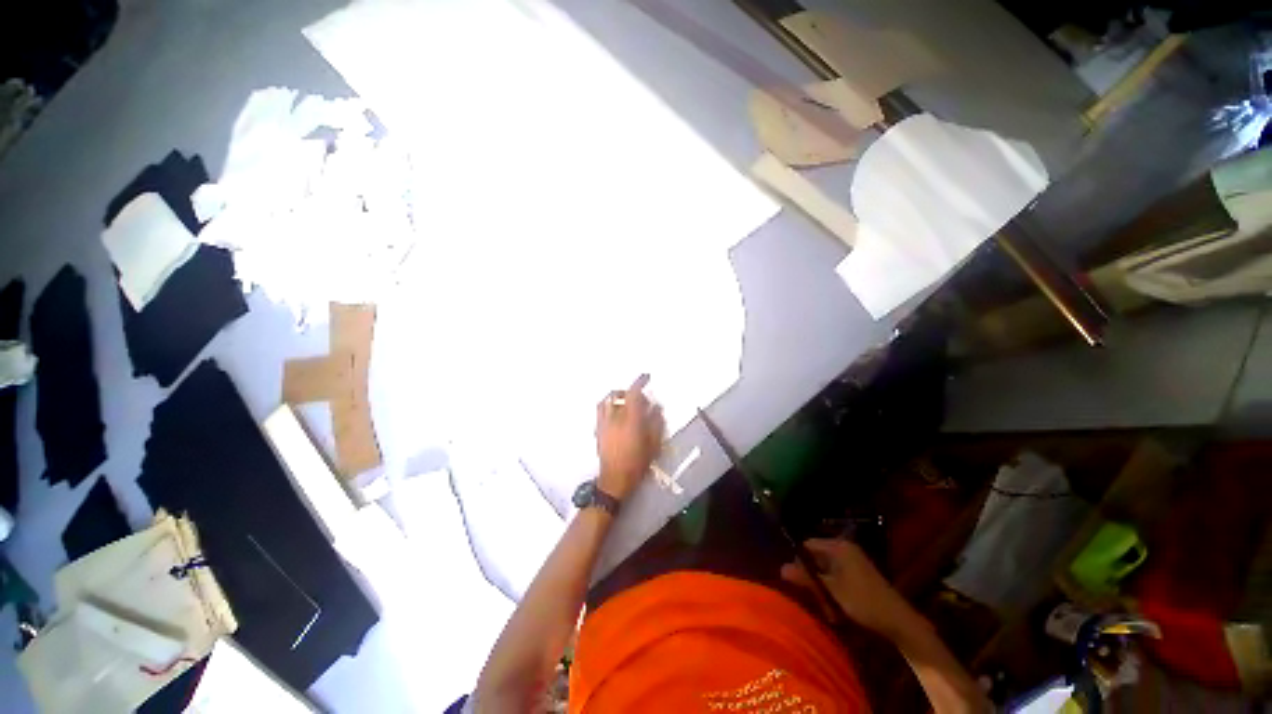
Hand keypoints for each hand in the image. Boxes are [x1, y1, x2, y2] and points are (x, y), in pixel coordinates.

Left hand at [595, 374, 664, 500]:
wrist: (615, 480)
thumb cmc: (636, 463)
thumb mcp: (653, 444)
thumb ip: (656, 423)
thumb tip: (656, 407)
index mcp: (630, 420)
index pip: (633, 394)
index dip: (640, 382)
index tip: (646, 377)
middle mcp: (614, 418)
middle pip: (618, 395)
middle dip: (629, 392)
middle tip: (639, 398)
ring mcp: (603, 423)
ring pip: (606, 401)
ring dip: (616, 397)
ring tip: (624, 401)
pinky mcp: (597, 430)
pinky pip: (600, 411)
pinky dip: (607, 406)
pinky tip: (614, 414)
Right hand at [781, 538, 923, 640]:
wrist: (899, 621)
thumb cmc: (863, 602)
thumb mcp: (831, 591)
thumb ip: (806, 578)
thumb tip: (780, 568)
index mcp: (838, 547)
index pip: (807, 545)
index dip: (799, 561)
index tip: (795, 580)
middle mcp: (844, 549)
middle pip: (816, 558)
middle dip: (813, 579)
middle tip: (814, 599)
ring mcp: (853, 562)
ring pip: (825, 571)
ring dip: (823, 589)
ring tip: (828, 609)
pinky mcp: (858, 575)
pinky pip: (836, 579)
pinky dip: (833, 592)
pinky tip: (836, 610)